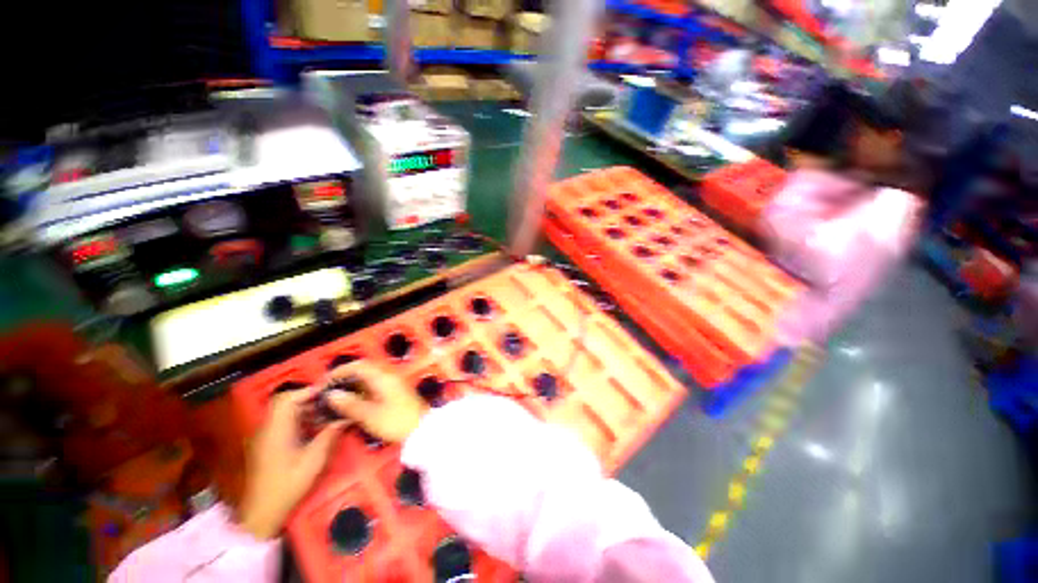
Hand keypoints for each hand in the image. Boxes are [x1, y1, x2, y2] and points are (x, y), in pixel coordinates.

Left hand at [239, 387, 346, 539]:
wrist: (262, 512)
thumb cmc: (287, 485)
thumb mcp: (313, 461)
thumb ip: (329, 435)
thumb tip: (346, 417)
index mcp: (276, 430)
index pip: (288, 399)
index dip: (308, 390)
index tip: (330, 391)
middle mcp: (267, 429)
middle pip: (284, 401)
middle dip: (308, 397)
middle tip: (330, 400)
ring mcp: (265, 436)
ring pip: (283, 411)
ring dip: (305, 408)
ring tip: (326, 413)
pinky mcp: (267, 444)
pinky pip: (283, 422)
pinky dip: (299, 418)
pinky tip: (314, 427)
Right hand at [324, 361, 427, 443]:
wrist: (421, 429)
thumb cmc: (397, 422)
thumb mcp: (370, 415)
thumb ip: (350, 404)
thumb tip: (332, 394)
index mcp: (383, 377)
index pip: (359, 365)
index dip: (340, 371)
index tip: (325, 382)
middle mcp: (388, 377)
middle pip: (363, 371)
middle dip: (344, 378)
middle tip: (327, 391)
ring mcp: (392, 384)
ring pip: (367, 379)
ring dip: (351, 386)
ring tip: (335, 399)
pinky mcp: (393, 393)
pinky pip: (372, 387)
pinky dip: (360, 392)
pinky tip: (351, 404)